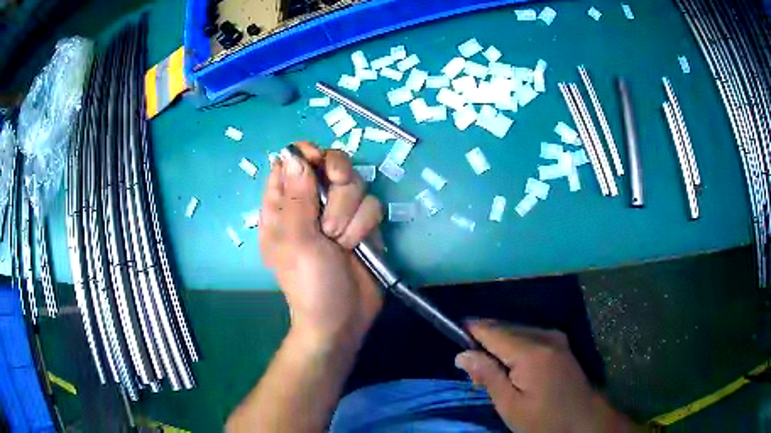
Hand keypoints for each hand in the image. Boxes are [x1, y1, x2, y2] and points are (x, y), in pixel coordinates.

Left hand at [260, 142, 383, 346]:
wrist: (343, 318)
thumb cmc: (308, 283)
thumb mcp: (296, 240)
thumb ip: (296, 196)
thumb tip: (294, 154)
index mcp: (283, 205)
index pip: (291, 161)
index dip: (306, 155)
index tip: (319, 164)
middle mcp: (311, 202)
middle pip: (330, 164)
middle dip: (336, 184)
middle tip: (330, 210)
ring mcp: (339, 212)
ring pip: (355, 183)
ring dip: (349, 212)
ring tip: (339, 241)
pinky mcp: (363, 223)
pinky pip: (372, 203)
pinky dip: (365, 224)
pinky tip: (356, 246)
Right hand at [455, 320, 636, 432]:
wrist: (584, 421)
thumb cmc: (544, 420)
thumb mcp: (510, 405)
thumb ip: (488, 375)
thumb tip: (462, 354)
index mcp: (532, 351)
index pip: (492, 330)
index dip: (470, 330)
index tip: (452, 336)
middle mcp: (545, 335)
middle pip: (504, 328)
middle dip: (484, 343)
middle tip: (471, 370)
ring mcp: (556, 337)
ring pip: (516, 330)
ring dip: (498, 345)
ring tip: (489, 373)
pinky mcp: (560, 343)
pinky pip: (529, 336)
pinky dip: (514, 346)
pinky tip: (510, 367)